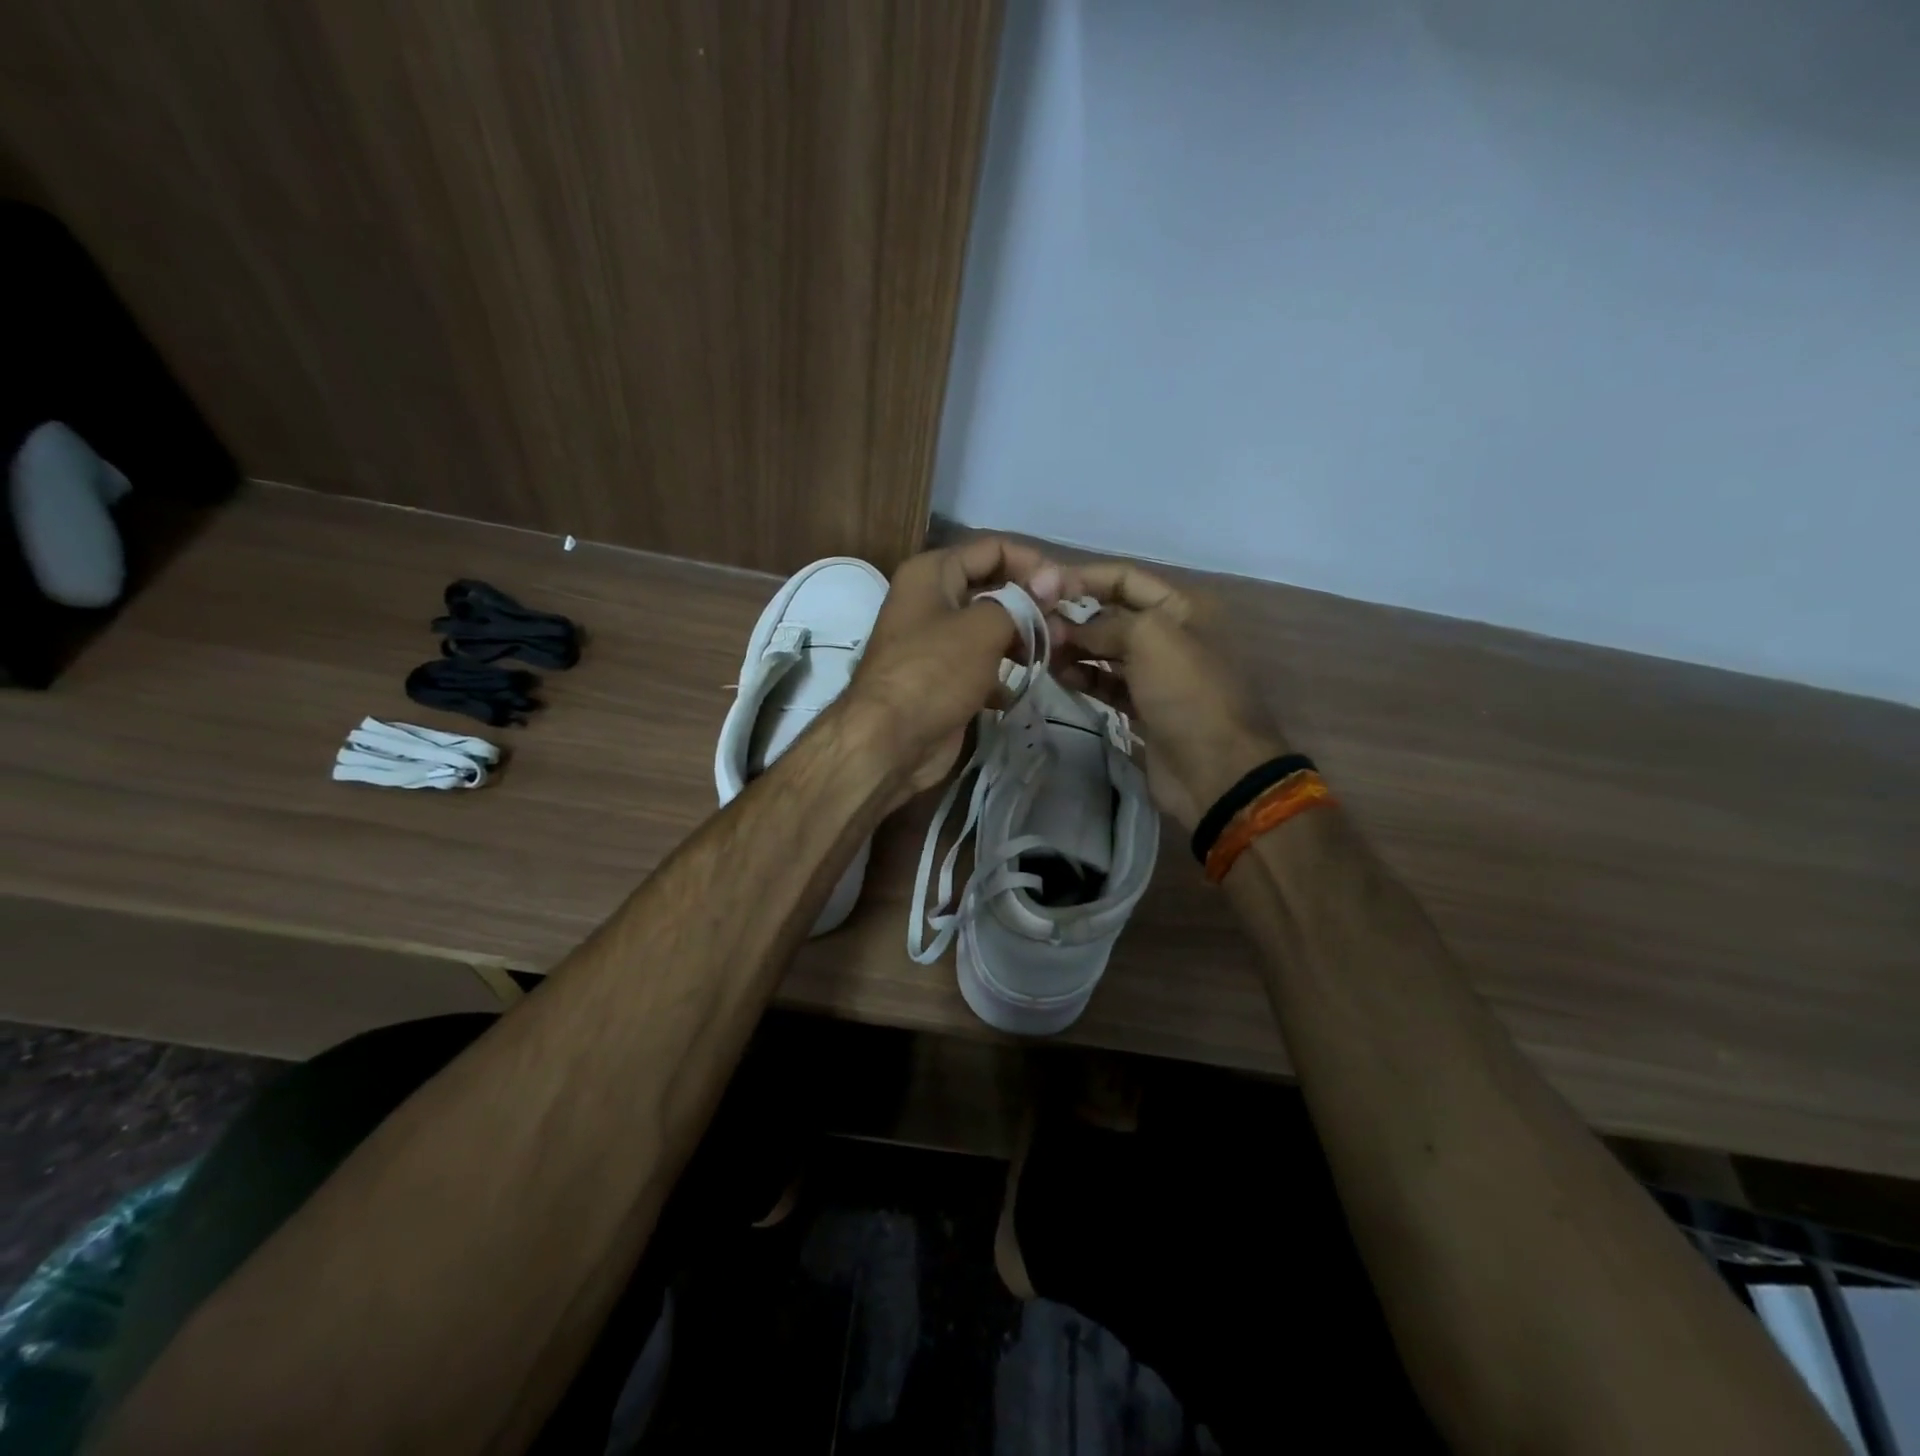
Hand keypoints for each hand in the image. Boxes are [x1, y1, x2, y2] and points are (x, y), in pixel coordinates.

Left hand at [844, 537, 1066, 799]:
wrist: (889, 743)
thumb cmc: (934, 673)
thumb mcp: (982, 628)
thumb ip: (1022, 602)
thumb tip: (1055, 578)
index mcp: (932, 573)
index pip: (993, 549)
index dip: (1033, 564)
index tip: (1068, 589)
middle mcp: (931, 600)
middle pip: (993, 588)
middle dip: (1031, 604)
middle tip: (1066, 626)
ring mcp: (935, 643)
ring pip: (989, 629)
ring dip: (1021, 640)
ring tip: (1052, 654)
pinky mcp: (942, 680)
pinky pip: (981, 666)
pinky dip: (1001, 675)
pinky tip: (1020, 689)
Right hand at [1055, 561, 1286, 830]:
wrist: (1216, 771)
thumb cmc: (1188, 693)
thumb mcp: (1150, 639)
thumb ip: (1102, 624)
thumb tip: (1062, 627)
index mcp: (1182, 608)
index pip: (1125, 578)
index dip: (1084, 578)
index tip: (1042, 588)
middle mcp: (1170, 635)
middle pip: (1113, 615)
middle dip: (1075, 617)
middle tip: (1035, 628)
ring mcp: (1157, 675)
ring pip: (1106, 651)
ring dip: (1075, 648)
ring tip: (1042, 653)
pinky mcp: (1144, 708)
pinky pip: (1107, 683)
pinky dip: (1084, 677)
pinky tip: (1059, 676)